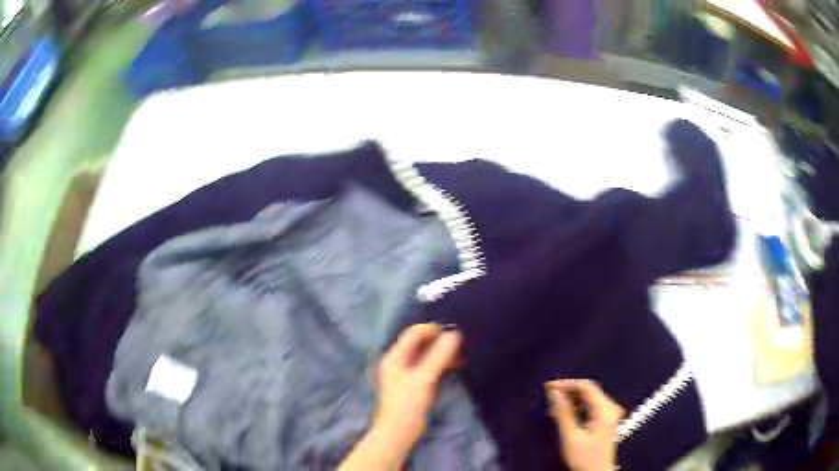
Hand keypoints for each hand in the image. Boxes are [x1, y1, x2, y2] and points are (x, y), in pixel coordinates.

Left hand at [339, 323, 462, 470]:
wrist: (399, 430)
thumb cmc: (409, 403)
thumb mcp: (425, 378)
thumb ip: (439, 356)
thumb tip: (454, 334)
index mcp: (395, 356)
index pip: (413, 334)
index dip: (432, 331)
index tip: (452, 334)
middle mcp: (398, 361)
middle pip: (419, 343)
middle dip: (438, 342)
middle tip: (459, 346)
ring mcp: (404, 373)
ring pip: (425, 355)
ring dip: (441, 354)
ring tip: (460, 357)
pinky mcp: (412, 383)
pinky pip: (427, 366)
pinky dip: (439, 364)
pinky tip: (452, 368)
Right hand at [545, 379, 623, 470]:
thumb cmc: (585, 458)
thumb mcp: (571, 437)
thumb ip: (563, 413)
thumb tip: (555, 393)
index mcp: (605, 410)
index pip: (586, 386)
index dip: (566, 384)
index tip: (549, 387)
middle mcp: (610, 408)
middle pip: (589, 390)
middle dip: (568, 390)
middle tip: (550, 393)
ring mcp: (610, 414)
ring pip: (589, 397)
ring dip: (572, 398)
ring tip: (554, 402)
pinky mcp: (606, 420)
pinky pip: (591, 405)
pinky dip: (577, 405)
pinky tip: (566, 411)